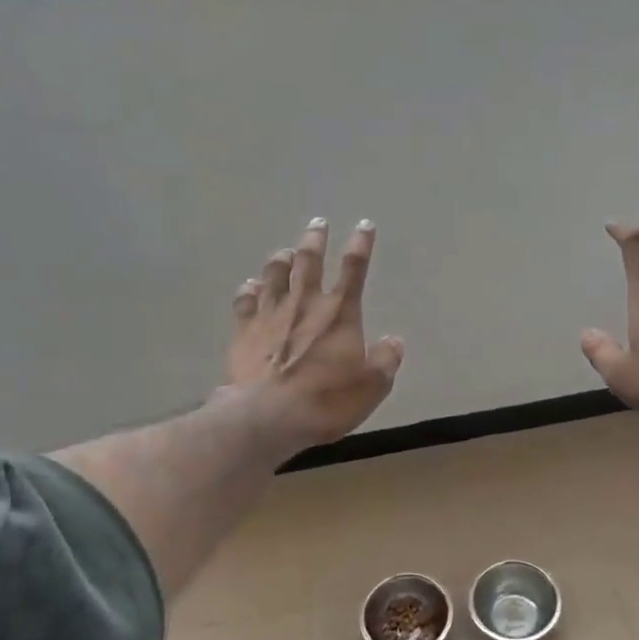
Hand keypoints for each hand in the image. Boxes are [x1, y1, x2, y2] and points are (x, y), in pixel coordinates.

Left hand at [219, 217, 404, 454]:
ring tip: (285, 251)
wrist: (267, 417)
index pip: (354, 269)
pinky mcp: (244, 331)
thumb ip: (385, 361)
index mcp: (339, 313)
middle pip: (309, 261)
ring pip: (275, 275)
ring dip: (281, 260)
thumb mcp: (371, 387)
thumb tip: (394, 341)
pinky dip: (250, 290)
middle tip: (317, 222)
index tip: (365, 225)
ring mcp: (270, 315)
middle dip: (315, 239)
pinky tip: (250, 286)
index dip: (361, 245)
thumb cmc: (325, 400)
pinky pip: (245, 301)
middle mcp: (305, 304)